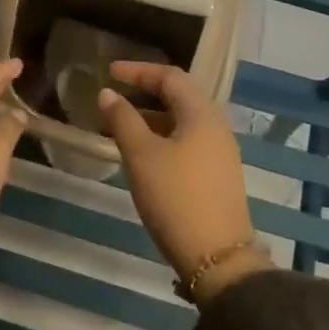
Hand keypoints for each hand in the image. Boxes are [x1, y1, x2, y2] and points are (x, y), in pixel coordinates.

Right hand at [98, 62, 270, 304]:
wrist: (218, 259)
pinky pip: (187, 141)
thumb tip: (108, 94)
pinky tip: (143, 154)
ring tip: (120, 126)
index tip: (109, 72)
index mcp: (202, 113)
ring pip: (182, 121)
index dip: (138, 70)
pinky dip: (162, 137)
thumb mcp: (142, 156)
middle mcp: (216, 126)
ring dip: (151, 118)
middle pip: (179, 96)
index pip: (170, 76)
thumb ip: (122, 120)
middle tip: (114, 95)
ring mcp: (220, 152)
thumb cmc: (176, 198)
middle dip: (144, 93)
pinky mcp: (218, 175)